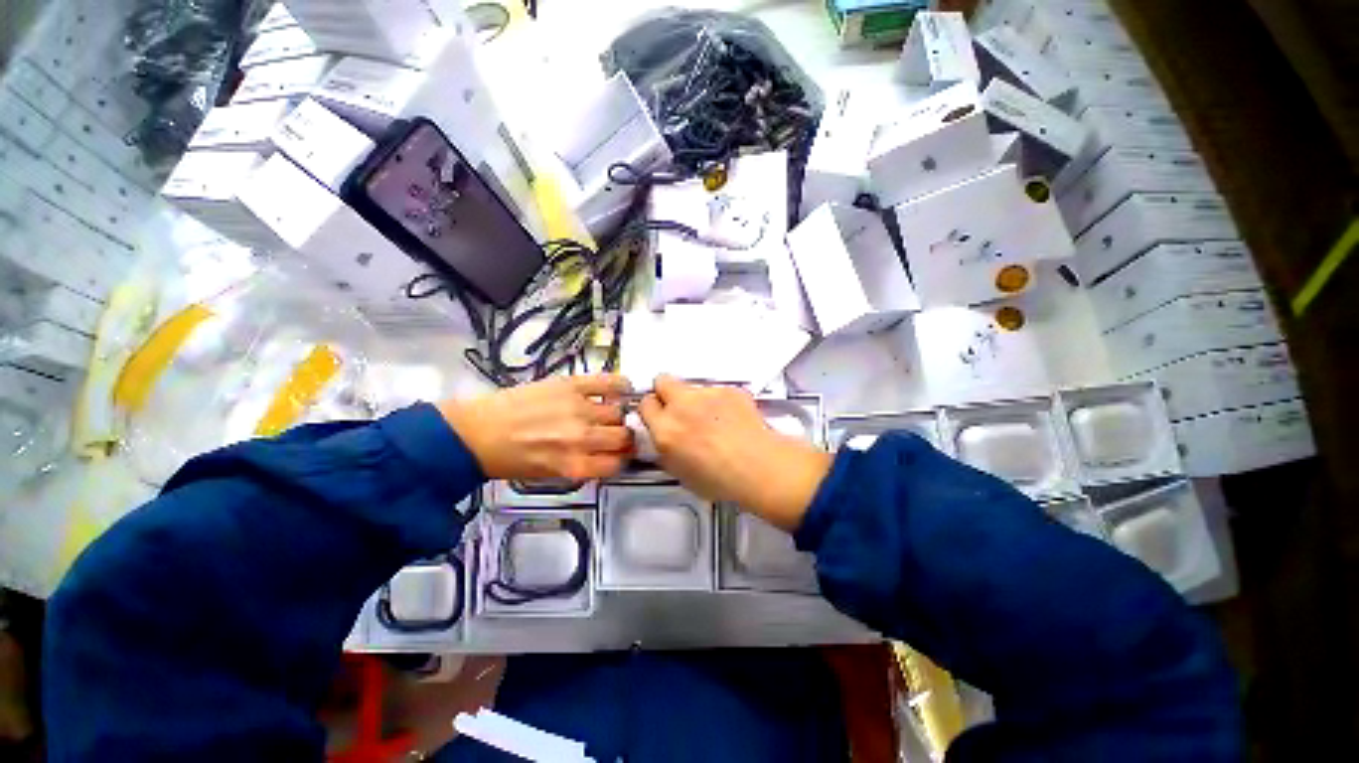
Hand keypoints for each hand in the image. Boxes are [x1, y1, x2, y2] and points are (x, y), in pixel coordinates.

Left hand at [439, 375, 632, 480]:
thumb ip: (584, 466)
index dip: (620, 459)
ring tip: (610, 413)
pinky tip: (623, 388)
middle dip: (622, 437)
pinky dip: (621, 385)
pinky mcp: (571, 385)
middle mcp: (582, 438)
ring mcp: (578, 408)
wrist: (475, 433)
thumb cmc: (510, 459)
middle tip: (615, 433)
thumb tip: (610, 455)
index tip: (619, 454)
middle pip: (623, 436)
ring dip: (617, 415)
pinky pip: (609, 383)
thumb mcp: (550, 475)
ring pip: (618, 412)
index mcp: (575, 465)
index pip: (617, 463)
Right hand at [638, 375, 832, 530]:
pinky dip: (720, 401)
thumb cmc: (718, 480)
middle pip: (662, 380)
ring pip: (692, 387)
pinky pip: (717, 390)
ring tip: (715, 419)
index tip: (662, 417)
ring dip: (696, 399)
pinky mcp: (728, 388)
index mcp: (665, 429)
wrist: (760, 467)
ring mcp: (706, 393)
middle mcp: (681, 405)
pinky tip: (733, 418)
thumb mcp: (680, 473)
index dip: (653, 410)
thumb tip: (664, 436)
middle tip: (681, 409)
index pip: (645, 404)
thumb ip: (666, 448)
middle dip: (666, 392)